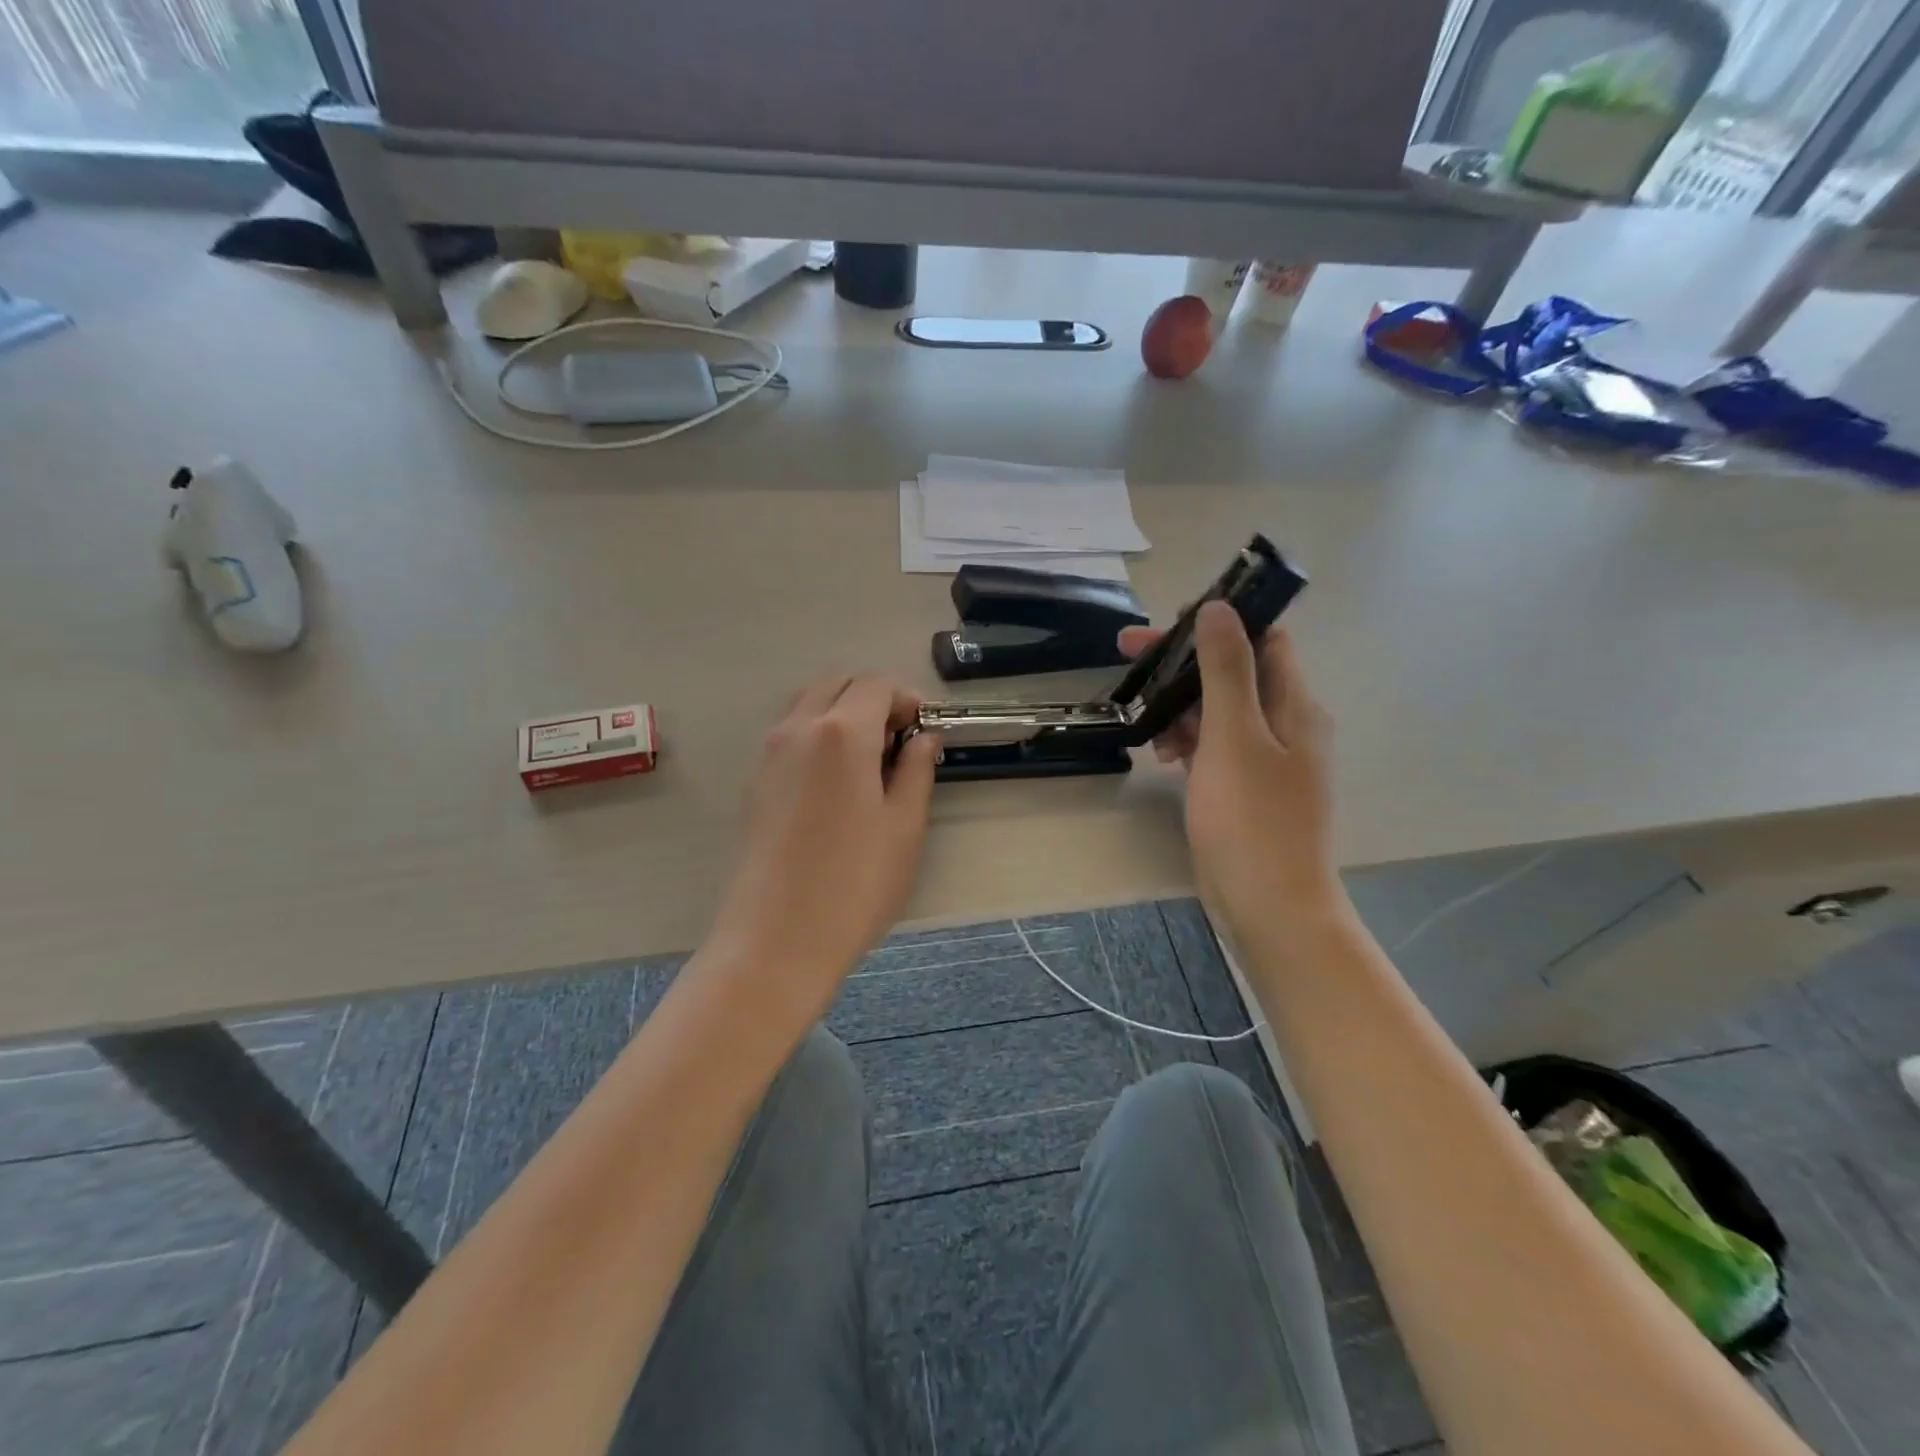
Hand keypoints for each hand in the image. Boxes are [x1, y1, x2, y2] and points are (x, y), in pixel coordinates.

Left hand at [705, 674, 942, 1018]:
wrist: (775, 940)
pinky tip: (836, 782)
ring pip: (808, 705)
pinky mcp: (754, 782)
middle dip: (872, 698)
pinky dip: (817, 735)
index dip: (906, 698)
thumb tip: (924, 738)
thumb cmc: (854, 884)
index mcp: (842, 732)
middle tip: (899, 740)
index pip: (876, 685)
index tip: (924, 729)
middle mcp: (798, 729)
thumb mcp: (904, 826)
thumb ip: (916, 770)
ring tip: (869, 760)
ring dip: (842, 713)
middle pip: (837, 684)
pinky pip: (789, 734)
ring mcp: (768, 754)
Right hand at [1119, 603, 1342, 942]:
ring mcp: (1267, 760)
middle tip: (1128, 657)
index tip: (1166, 626)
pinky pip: (1216, 748)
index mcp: (1295, 704)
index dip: (1218, 623)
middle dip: (1183, 665)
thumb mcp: (1233, 736)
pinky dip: (1189, 743)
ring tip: (1146, 725)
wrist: (1271, 907)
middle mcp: (1287, 724)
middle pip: (1234, 674)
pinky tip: (1163, 756)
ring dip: (1182, 708)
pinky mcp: (1246, 789)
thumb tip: (1219, 607)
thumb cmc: (1252, 819)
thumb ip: (1226, 670)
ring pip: (1220, 713)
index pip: (1262, 639)